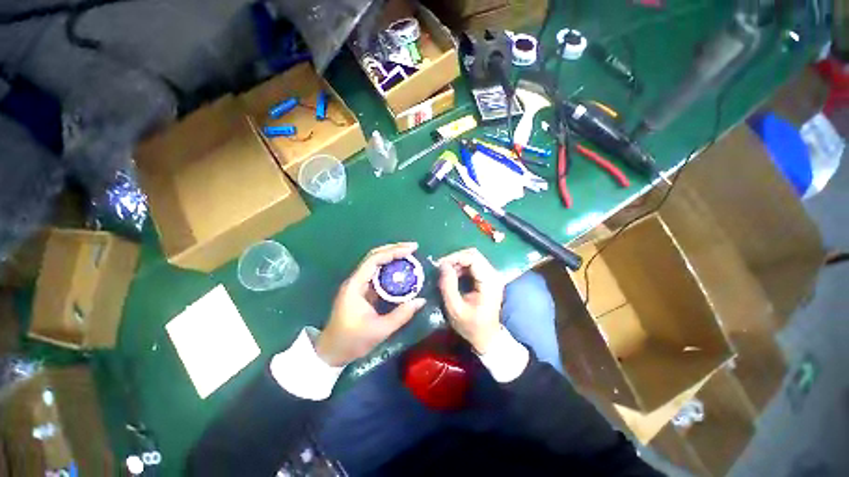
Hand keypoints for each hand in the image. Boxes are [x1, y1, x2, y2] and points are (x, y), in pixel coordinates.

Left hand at [316, 242, 425, 366]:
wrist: (331, 352)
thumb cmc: (352, 341)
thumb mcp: (380, 330)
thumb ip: (401, 315)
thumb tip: (421, 300)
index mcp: (355, 286)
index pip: (374, 260)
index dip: (393, 252)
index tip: (411, 249)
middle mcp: (355, 280)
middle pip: (374, 256)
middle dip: (394, 249)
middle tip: (413, 248)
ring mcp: (358, 285)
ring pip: (375, 263)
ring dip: (392, 257)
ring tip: (409, 254)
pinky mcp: (362, 291)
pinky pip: (377, 274)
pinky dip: (390, 269)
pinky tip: (401, 270)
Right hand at [438, 248, 504, 353]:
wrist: (487, 338)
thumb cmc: (471, 326)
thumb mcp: (455, 309)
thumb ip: (448, 286)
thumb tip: (442, 265)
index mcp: (489, 282)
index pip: (472, 258)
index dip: (454, 257)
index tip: (439, 265)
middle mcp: (493, 275)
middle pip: (473, 255)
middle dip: (455, 258)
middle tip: (441, 267)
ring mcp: (492, 276)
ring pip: (473, 258)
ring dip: (457, 262)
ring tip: (445, 272)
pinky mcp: (488, 278)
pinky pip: (473, 265)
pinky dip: (461, 267)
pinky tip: (453, 276)